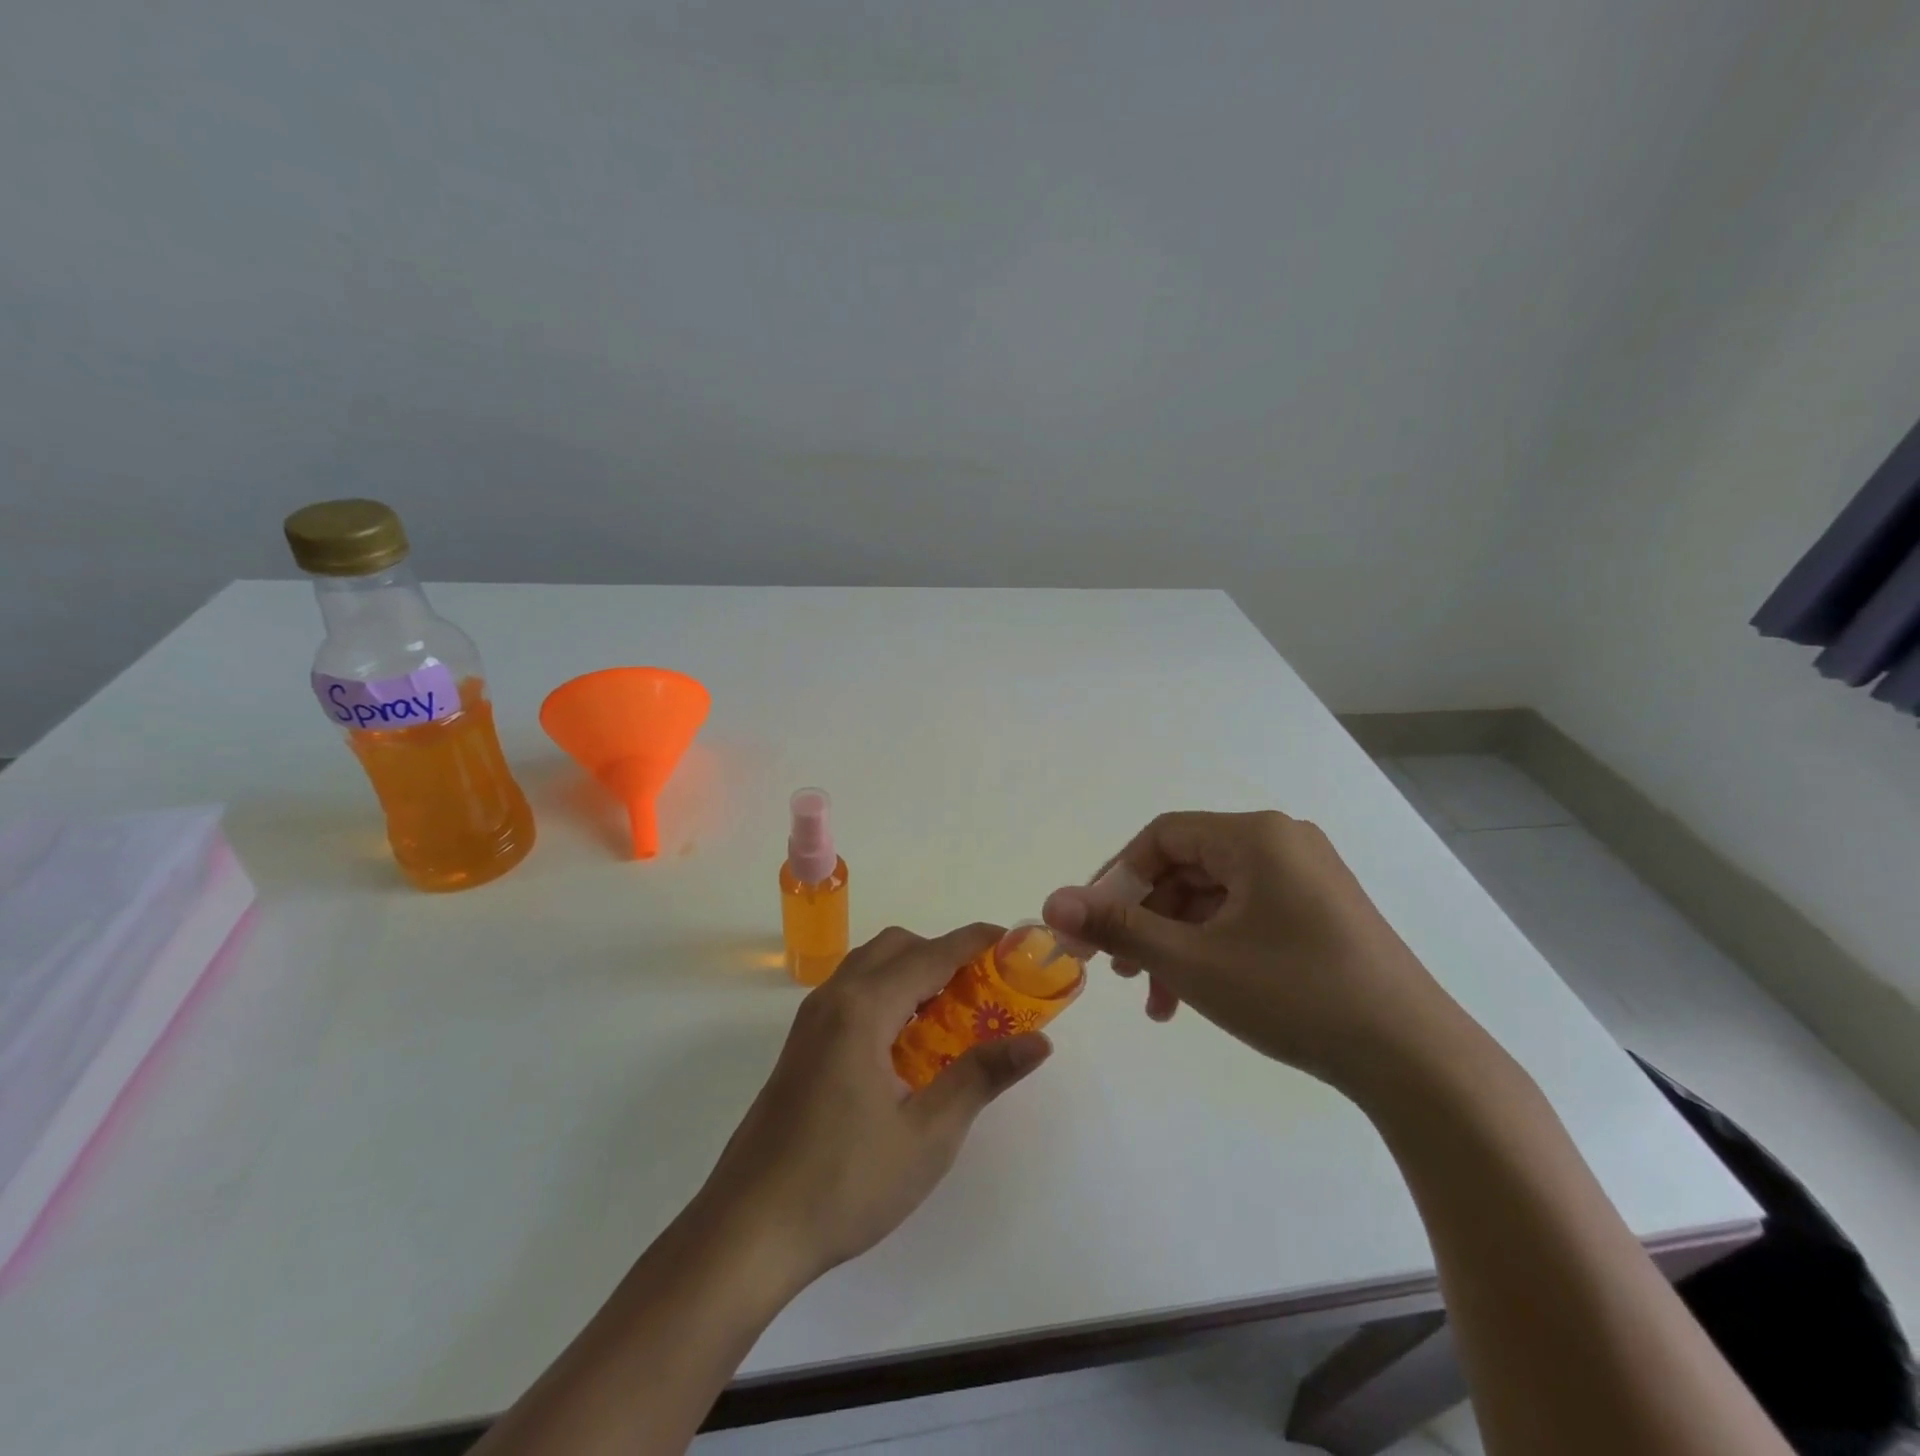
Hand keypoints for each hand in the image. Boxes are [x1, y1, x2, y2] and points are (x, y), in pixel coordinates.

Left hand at [693, 924, 1051, 1285]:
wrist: (748, 1231)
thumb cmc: (844, 1183)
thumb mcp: (928, 1135)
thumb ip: (982, 1076)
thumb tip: (1038, 1042)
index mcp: (863, 1009)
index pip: (931, 954)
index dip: (975, 942)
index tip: (1014, 941)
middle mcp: (833, 998)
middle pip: (896, 947)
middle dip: (943, 953)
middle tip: (985, 988)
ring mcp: (810, 1020)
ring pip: (870, 966)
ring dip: (913, 971)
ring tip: (952, 1012)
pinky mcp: (801, 1045)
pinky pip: (852, 992)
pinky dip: (888, 992)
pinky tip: (907, 1042)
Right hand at [1042, 811, 1472, 1098]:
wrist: (1417, 1062)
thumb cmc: (1295, 995)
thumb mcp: (1194, 962)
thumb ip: (1118, 927)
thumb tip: (1050, 903)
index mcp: (1255, 835)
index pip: (1162, 837)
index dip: (1116, 878)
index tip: (1091, 928)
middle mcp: (1282, 843)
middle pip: (1186, 869)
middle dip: (1145, 920)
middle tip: (1116, 970)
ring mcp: (1306, 878)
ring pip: (1214, 899)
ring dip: (1175, 944)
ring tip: (1156, 1001)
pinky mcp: (1320, 914)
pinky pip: (1245, 917)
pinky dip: (1212, 950)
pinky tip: (1195, 997)